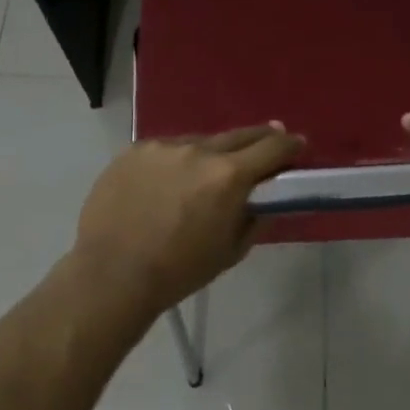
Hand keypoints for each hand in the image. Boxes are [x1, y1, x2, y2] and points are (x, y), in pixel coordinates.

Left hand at [68, 124, 305, 319]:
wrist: (111, 274)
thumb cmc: (179, 271)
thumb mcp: (231, 251)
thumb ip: (254, 217)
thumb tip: (265, 198)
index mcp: (228, 176)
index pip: (271, 148)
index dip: (289, 145)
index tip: (298, 144)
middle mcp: (198, 151)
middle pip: (239, 135)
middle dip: (259, 137)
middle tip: (271, 136)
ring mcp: (163, 147)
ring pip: (199, 142)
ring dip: (212, 152)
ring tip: (210, 168)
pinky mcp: (134, 151)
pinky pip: (166, 150)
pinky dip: (177, 160)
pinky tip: (170, 179)